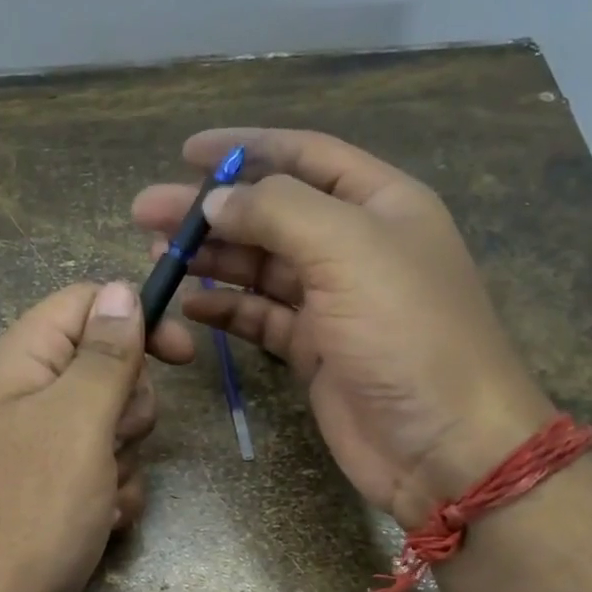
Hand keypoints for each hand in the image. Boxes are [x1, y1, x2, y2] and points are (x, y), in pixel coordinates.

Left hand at [0, 281, 189, 591]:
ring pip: (111, 426)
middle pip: (105, 368)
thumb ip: (103, 353)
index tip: (181, 355)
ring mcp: (36, 450)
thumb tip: (119, 289)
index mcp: (20, 362)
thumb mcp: (77, 421)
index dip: (136, 318)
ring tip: (102, 496)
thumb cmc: (29, 512)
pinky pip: (101, 472)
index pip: (85, 304)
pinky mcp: (48, 494)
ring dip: (125, 460)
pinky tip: (101, 524)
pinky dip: (112, 495)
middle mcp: (24, 398)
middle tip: (115, 441)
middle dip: (129, 407)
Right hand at [132, 129, 552, 528]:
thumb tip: (216, 200)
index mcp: (380, 204)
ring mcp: (334, 301)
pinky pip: (261, 317)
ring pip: (261, 266)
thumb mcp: (347, 250)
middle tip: (147, 212)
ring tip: (158, 256)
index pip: (304, 156)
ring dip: (212, 258)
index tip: (186, 151)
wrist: (445, 444)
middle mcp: (356, 246)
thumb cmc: (407, 332)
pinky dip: (226, 310)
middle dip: (212, 210)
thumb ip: (277, 212)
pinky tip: (190, 307)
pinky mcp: (315, 350)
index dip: (246, 146)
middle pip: (272, 213)